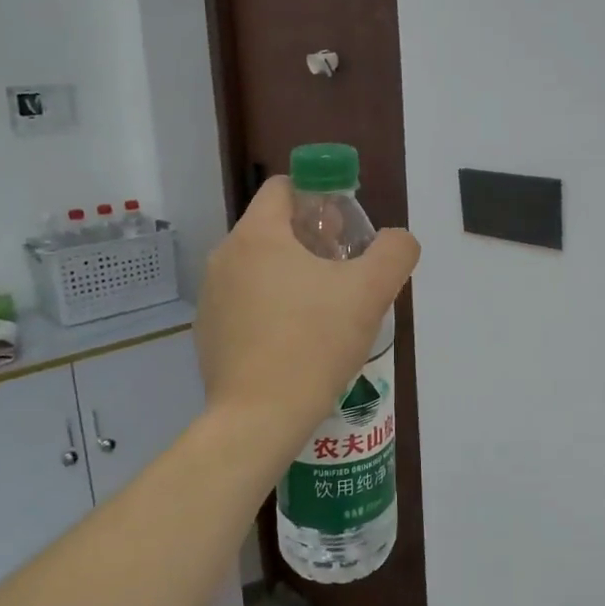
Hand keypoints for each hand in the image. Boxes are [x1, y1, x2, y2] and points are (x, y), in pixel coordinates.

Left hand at [195, 177, 419, 455]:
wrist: (260, 417)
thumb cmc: (315, 343)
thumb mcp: (371, 291)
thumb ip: (394, 252)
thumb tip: (396, 241)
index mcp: (257, 235)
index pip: (284, 187)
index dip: (320, 196)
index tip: (346, 228)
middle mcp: (224, 257)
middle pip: (273, 228)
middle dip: (312, 240)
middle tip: (345, 270)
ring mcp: (211, 297)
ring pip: (259, 267)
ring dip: (293, 274)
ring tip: (326, 309)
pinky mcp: (208, 333)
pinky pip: (245, 302)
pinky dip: (272, 307)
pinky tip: (297, 340)